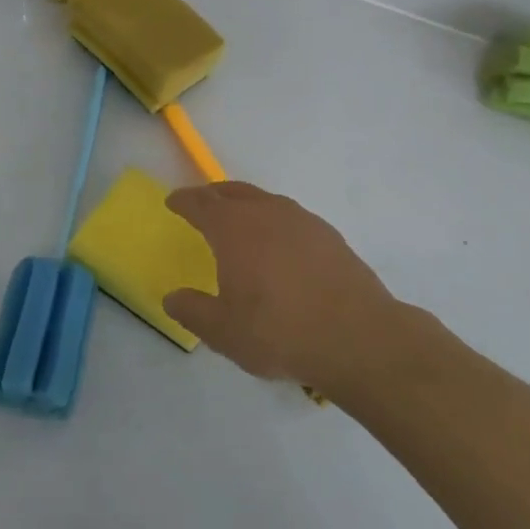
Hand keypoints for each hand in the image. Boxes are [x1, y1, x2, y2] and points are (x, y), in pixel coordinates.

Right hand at [162, 182, 418, 396]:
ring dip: (246, 204)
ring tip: (240, 222)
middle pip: (233, 192)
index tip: (172, 201)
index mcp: (234, 228)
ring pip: (265, 201)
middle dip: (213, 195)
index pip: (201, 204)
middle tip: (202, 203)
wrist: (357, 336)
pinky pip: (291, 218)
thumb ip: (192, 311)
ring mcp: (302, 220)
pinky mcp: (329, 236)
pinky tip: (280, 245)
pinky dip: (275, 222)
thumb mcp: (223, 331)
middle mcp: (267, 213)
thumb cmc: (279, 331)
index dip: (184, 200)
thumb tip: (172, 297)